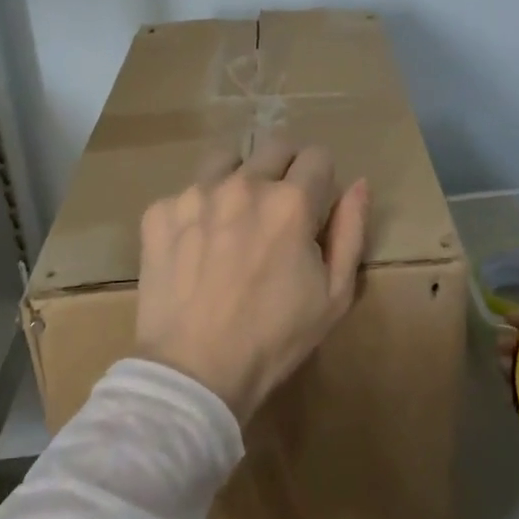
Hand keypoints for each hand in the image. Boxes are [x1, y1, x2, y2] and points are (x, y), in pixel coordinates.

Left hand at [136, 137, 369, 423]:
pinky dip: (197, 211)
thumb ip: (351, 231)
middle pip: (274, 146)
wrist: (194, 372)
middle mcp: (244, 185)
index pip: (318, 155)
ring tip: (234, 219)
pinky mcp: (159, 211)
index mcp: (291, 202)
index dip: (321, 181)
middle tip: (277, 211)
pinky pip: (186, 192)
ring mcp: (196, 194)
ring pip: (226, 160)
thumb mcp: (334, 294)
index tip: (313, 208)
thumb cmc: (274, 339)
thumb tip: (358, 184)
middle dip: (284, 170)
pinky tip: (195, 247)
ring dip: (238, 179)